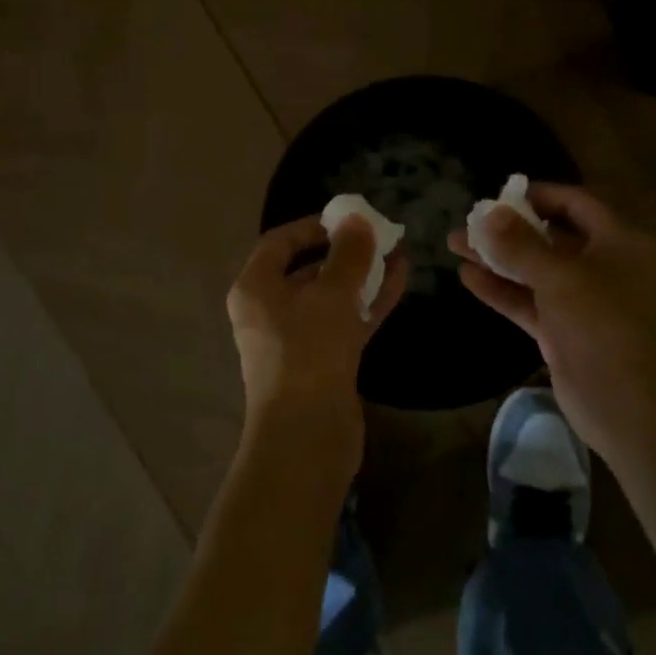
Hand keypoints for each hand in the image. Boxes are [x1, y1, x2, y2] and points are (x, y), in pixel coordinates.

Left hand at [227, 214, 407, 481]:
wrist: (307, 436)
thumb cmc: (309, 352)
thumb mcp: (331, 294)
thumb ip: (348, 254)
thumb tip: (357, 219)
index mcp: (255, 288)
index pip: (280, 241)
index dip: (314, 226)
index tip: (349, 218)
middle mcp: (269, 310)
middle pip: (307, 268)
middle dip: (345, 250)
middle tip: (379, 235)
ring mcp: (296, 338)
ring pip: (331, 295)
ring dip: (362, 275)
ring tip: (398, 253)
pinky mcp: (321, 361)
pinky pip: (344, 320)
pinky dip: (368, 301)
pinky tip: (399, 281)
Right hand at [448, 184, 655, 459]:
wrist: (628, 407)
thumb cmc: (603, 325)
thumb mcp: (560, 276)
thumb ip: (520, 244)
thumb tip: (488, 213)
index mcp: (623, 243)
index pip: (578, 204)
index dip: (539, 196)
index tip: (500, 194)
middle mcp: (606, 267)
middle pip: (552, 238)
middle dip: (508, 229)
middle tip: (468, 222)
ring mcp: (585, 302)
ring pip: (537, 271)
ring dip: (498, 258)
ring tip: (455, 245)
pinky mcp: (566, 332)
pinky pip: (531, 302)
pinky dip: (502, 290)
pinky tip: (467, 278)